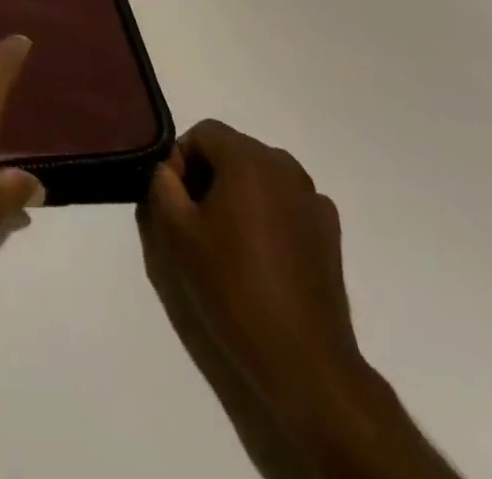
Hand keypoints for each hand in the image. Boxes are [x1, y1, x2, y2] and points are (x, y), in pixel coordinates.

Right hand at [140, 121, 363, 419]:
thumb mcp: (177, 233)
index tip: (174, 199)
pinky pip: (286, 202)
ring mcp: (313, 198)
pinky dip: (267, 213)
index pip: (203, 132)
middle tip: (194, 219)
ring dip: (237, 193)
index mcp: (248, 159)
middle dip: (208, 174)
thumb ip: (162, 185)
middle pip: (233, 151)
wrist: (303, 359)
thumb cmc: (233, 286)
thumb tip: (168, 170)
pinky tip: (261, 255)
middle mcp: (285, 166)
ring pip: (260, 176)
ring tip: (227, 239)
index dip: (180, 159)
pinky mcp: (330, 230)